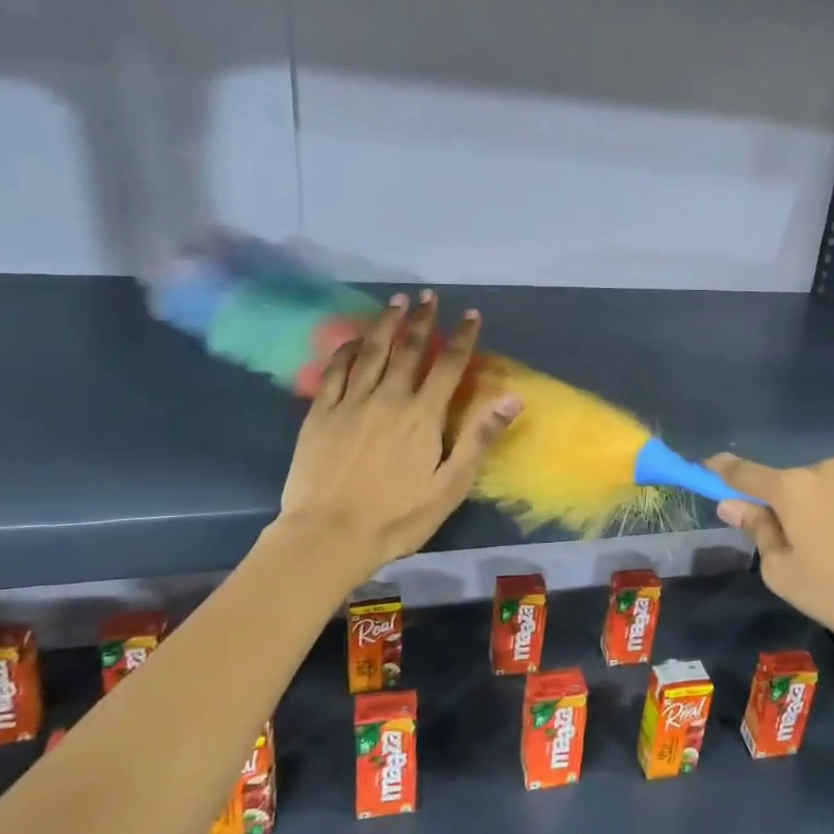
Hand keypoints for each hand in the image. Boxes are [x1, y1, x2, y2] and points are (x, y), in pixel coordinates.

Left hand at [273, 292, 520, 575]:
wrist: (328, 537)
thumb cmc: (398, 517)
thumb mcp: (451, 486)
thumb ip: (479, 438)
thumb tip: (512, 398)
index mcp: (422, 416)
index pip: (449, 365)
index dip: (462, 337)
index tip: (471, 314)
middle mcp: (388, 398)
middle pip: (409, 350)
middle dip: (423, 320)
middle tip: (429, 296)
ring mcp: (350, 403)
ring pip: (371, 352)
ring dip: (386, 324)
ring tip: (396, 302)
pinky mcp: (321, 414)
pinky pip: (335, 371)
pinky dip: (347, 350)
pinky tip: (354, 339)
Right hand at [707, 453, 833, 660]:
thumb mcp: (784, 574)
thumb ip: (757, 531)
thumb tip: (732, 504)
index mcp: (794, 489)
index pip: (746, 473)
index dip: (724, 471)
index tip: (710, 466)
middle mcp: (832, 469)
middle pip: (799, 484)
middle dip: (795, 506)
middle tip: (807, 547)